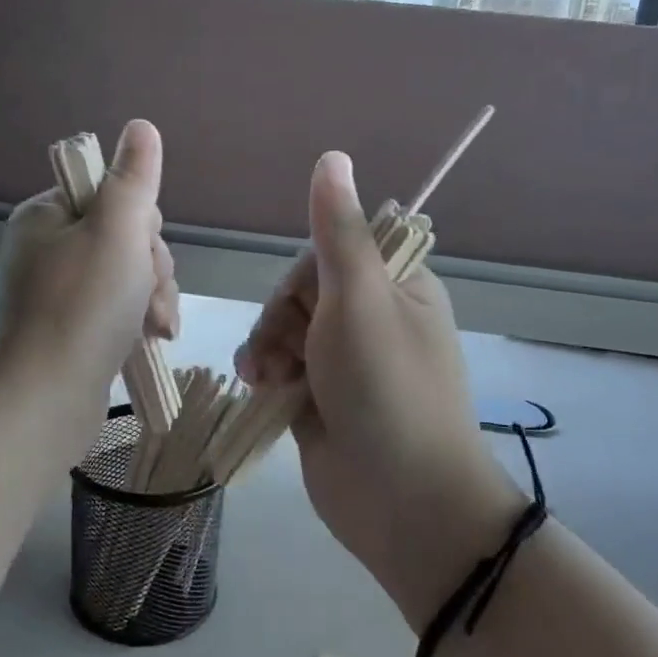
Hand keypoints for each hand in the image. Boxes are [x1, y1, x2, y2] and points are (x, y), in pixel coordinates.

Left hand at [0, 119, 178, 450]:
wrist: (48, 397)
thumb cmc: (84, 306)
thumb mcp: (117, 231)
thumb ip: (133, 178)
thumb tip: (141, 127)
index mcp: (46, 216)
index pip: (112, 196)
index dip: (142, 222)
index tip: (144, 250)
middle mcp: (47, 249)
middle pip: (125, 238)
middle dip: (151, 268)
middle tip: (149, 298)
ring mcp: (58, 292)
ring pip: (128, 276)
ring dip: (153, 296)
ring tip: (155, 327)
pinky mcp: (71, 328)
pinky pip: (118, 308)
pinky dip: (139, 320)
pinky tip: (153, 339)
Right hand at [235, 153, 524, 622]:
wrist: (399, 499)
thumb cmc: (385, 388)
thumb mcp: (359, 299)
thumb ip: (339, 231)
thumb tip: (333, 157)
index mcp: (398, 287)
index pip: (336, 250)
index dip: (307, 272)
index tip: (306, 300)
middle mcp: (373, 319)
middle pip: (303, 290)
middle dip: (282, 317)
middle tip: (285, 349)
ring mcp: (345, 363)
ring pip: (285, 329)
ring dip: (267, 346)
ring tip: (267, 377)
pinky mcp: (320, 399)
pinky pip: (280, 367)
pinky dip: (265, 373)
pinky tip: (259, 386)